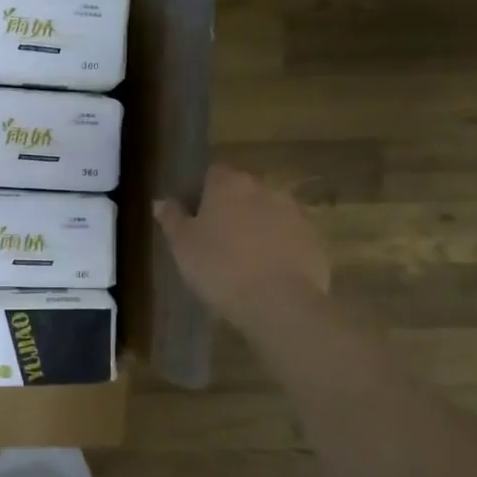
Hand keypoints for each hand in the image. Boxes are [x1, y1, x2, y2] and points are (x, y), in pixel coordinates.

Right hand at [155, 164, 330, 328]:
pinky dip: (278, 247)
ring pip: (268, 213)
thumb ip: (172, 218)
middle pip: (242, 191)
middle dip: (230, 209)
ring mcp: (294, 213)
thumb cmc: (219, 267)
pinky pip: (289, 237)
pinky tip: (267, 273)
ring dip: (256, 227)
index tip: (192, 216)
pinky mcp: (315, 240)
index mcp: (229, 184)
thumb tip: (161, 201)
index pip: (211, 173)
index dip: (200, 192)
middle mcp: (264, 189)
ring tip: (242, 258)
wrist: (279, 303)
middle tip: (215, 239)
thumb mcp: (182, 245)